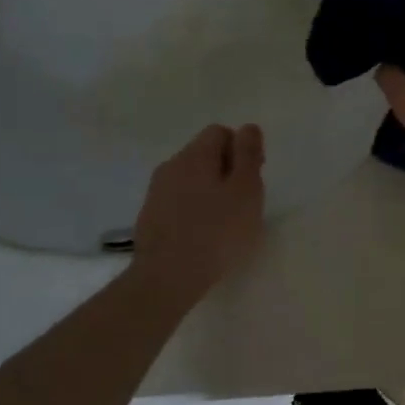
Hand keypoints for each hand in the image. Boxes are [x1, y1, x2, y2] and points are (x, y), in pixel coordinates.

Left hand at [130, 124, 265, 300]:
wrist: (167, 277)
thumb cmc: (217, 231)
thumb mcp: (246, 190)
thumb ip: (249, 155)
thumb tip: (248, 127)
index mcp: (195, 155)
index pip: (220, 132)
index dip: (242, 150)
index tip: (254, 178)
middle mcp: (171, 166)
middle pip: (204, 154)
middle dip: (227, 170)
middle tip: (244, 202)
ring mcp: (156, 192)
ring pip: (191, 178)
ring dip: (210, 190)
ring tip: (225, 220)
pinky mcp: (150, 216)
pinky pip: (179, 200)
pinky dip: (194, 208)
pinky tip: (204, 233)